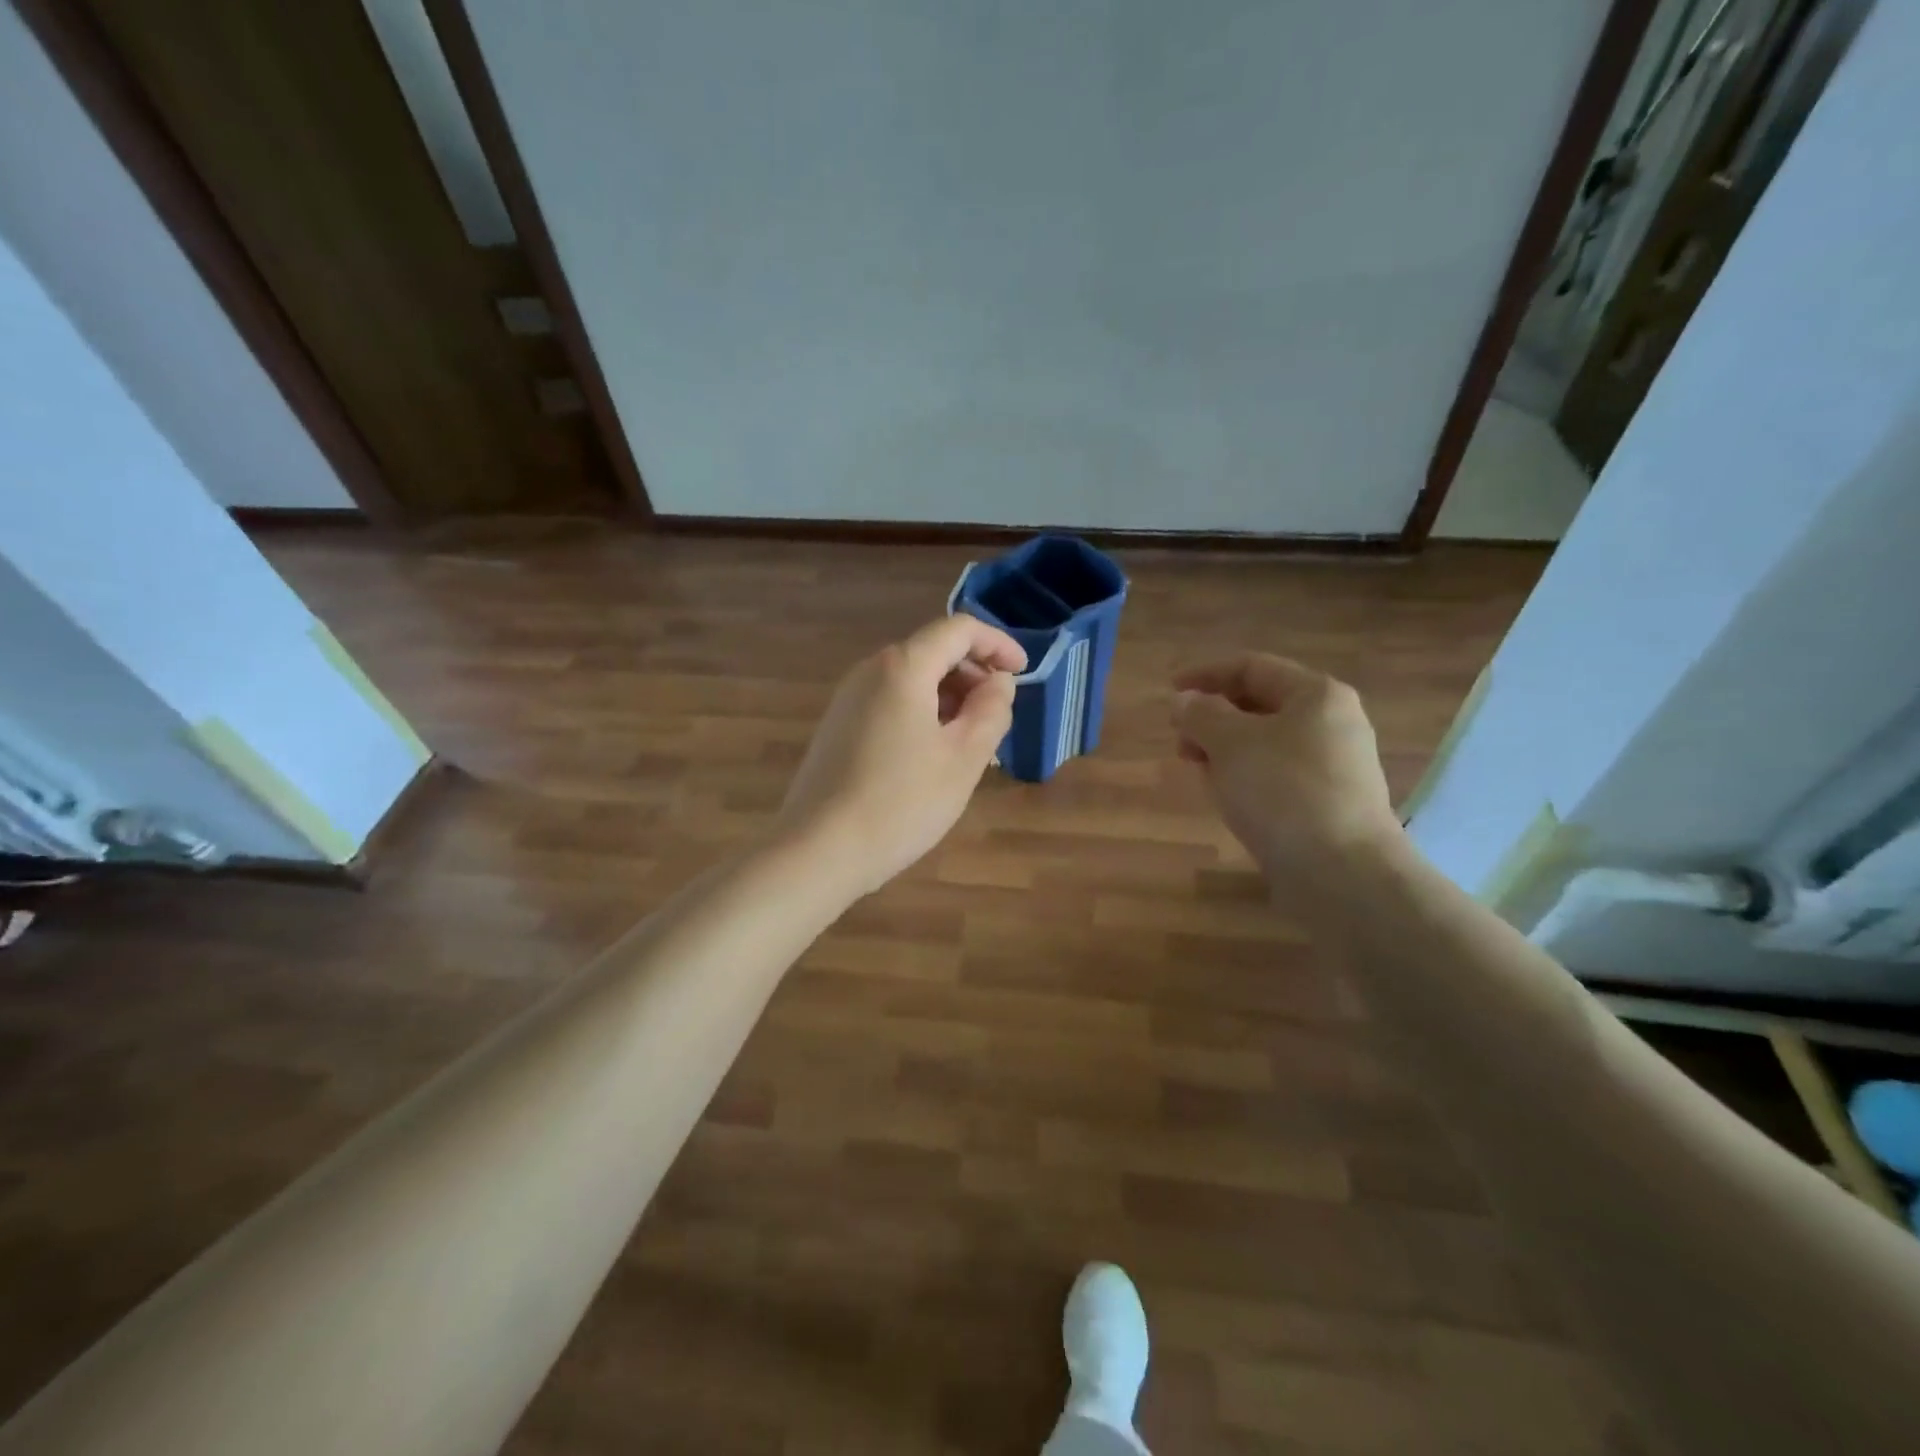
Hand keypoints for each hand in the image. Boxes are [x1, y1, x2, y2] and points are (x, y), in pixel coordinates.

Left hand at [775, 615, 1026, 898]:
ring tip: (972, 745)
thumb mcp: (963, 758)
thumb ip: (991, 710)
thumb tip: (999, 682)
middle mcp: (870, 671)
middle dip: (974, 676)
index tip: (1024, 672)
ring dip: (949, 700)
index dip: (998, 644)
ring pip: (912, 681)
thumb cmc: (902, 802)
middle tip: (998, 719)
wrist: (819, 850)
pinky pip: (890, 703)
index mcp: (902, 667)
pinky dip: (922, 715)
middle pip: (933, 652)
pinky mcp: (837, 727)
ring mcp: (848, 699)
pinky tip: (933, 757)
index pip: (959, 630)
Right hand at [1170, 654, 1402, 877]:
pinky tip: (1226, 797)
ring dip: (1225, 750)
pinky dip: (1245, 777)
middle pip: (1260, 705)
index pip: (1252, 667)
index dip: (1206, 674)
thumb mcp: (1230, 743)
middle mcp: (1332, 723)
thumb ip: (1201, 714)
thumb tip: (1185, 701)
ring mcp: (1333, 766)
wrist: (1341, 872)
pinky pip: (1276, 776)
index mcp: (1316, 695)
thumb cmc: (1283, 791)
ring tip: (1197, 770)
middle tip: (1179, 740)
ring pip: (1265, 744)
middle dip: (1213, 717)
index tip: (1169, 692)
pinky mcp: (1327, 803)